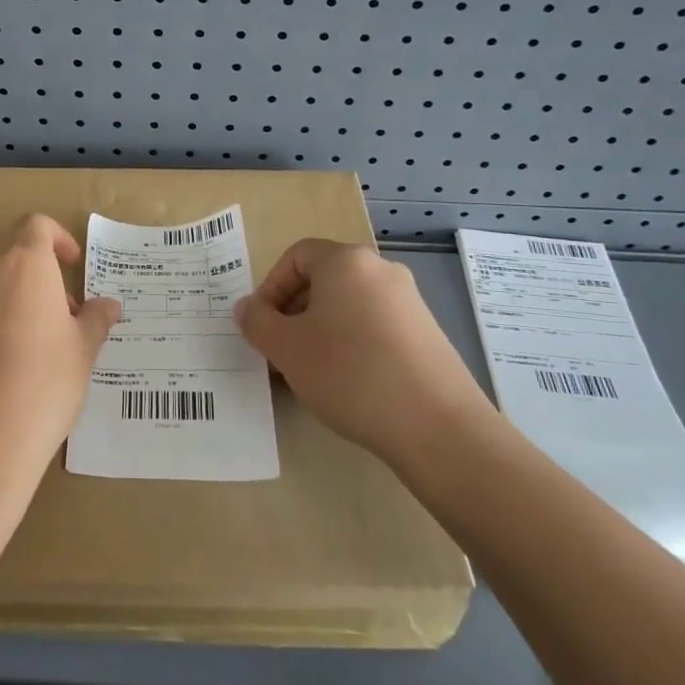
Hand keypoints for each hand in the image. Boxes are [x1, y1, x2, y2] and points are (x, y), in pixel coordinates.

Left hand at [0, 214, 120, 500]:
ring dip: (17, 309)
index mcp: (25, 267)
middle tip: (66, 322)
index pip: (37, 226)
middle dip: (42, 285)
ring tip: (39, 354)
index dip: (58, 238)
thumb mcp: (83, 352)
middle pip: (15, 263)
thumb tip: (108, 306)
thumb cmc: (44, 384)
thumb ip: (96, 320)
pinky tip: (8, 376)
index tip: (73, 266)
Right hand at [233, 240, 492, 466]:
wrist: (438, 428)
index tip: (262, 326)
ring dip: (321, 332)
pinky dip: (352, 345)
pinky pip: (375, 327)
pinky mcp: (427, 335)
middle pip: (323, 280)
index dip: (270, 287)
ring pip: (348, 306)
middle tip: (281, 352)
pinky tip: (348, 385)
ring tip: (311, 374)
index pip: (296, 256)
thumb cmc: (350, 374)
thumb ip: (257, 322)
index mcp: (346, 261)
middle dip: (294, 313)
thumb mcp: (287, 349)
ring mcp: (410, 303)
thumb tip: (246, 308)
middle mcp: (381, 271)